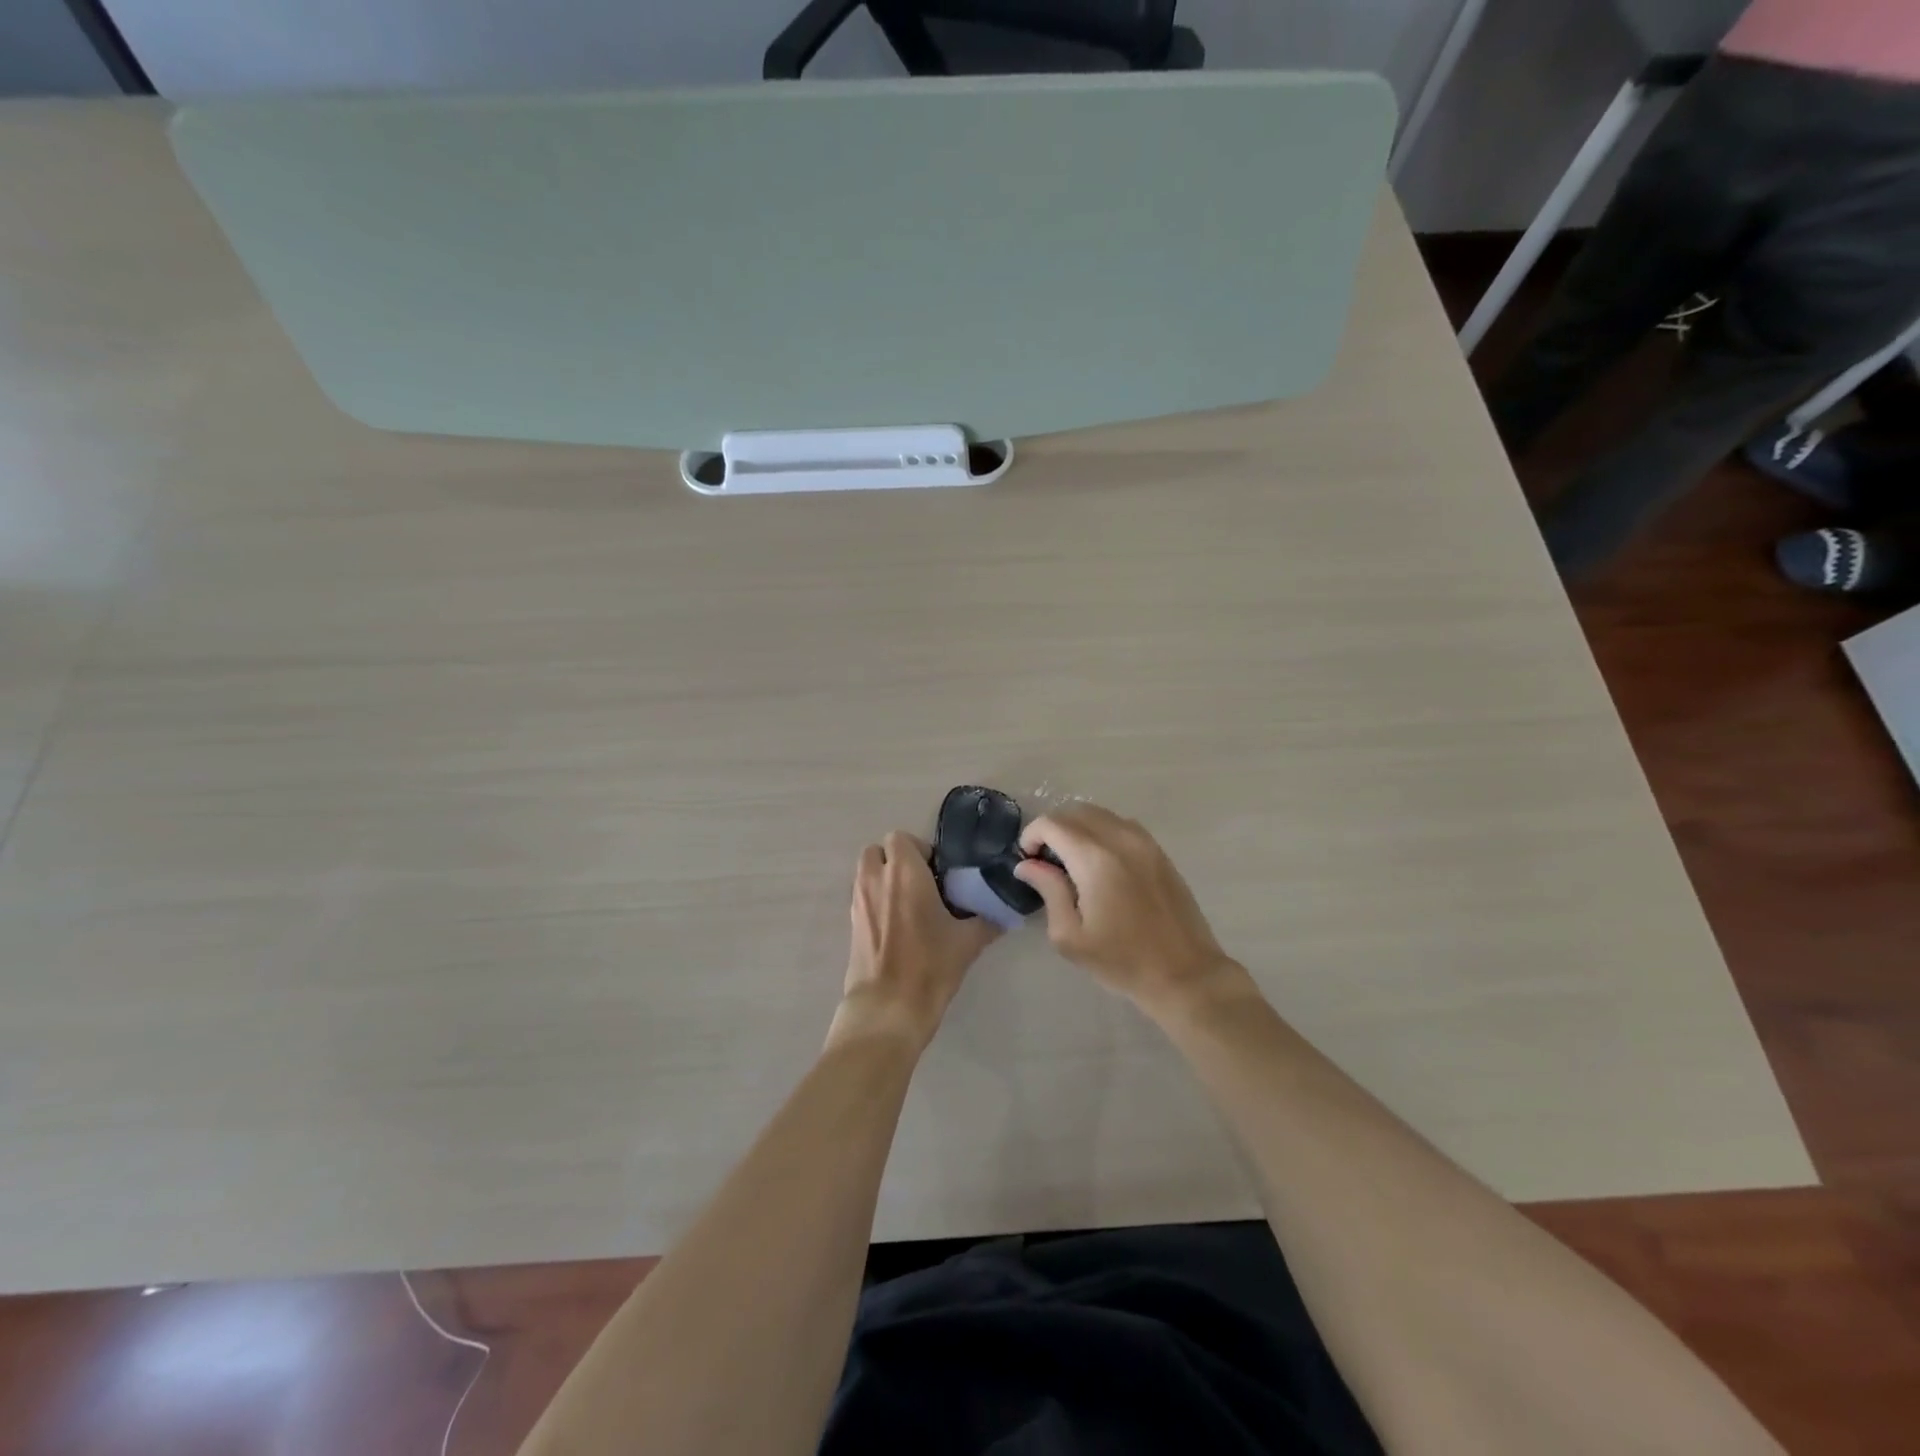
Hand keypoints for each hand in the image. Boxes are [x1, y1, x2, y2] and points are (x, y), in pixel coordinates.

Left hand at [830, 831, 999, 1053]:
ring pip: (867, 873)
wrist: (888, 1008)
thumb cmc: (929, 966)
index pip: (900, 837)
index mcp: (904, 873)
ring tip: (910, 904)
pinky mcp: (851, 924)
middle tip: (921, 883)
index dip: (919, 849)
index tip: (937, 872)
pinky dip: (877, 900)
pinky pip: (863, 897)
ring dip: (884, 878)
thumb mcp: (968, 942)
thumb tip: (1004, 913)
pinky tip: (898, 927)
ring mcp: (859, 902)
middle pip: (878, 851)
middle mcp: (876, 879)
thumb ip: (987, 920)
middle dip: (897, 860)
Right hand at [1013, 804, 1242, 1017]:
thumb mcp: (1071, 936)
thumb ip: (1048, 890)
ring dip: (1078, 827)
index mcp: (1095, 859)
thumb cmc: (1122, 961)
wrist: (1185, 974)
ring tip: (1071, 860)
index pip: (1052, 824)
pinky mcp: (1159, 851)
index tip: (1027, 860)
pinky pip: (1122, 825)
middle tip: (1045, 860)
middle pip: (1076, 811)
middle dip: (1053, 828)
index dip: (1032, 835)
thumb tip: (1027, 864)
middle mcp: (1121, 839)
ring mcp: (1145, 842)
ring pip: (1100, 814)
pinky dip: (1102, 831)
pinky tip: (1099, 863)